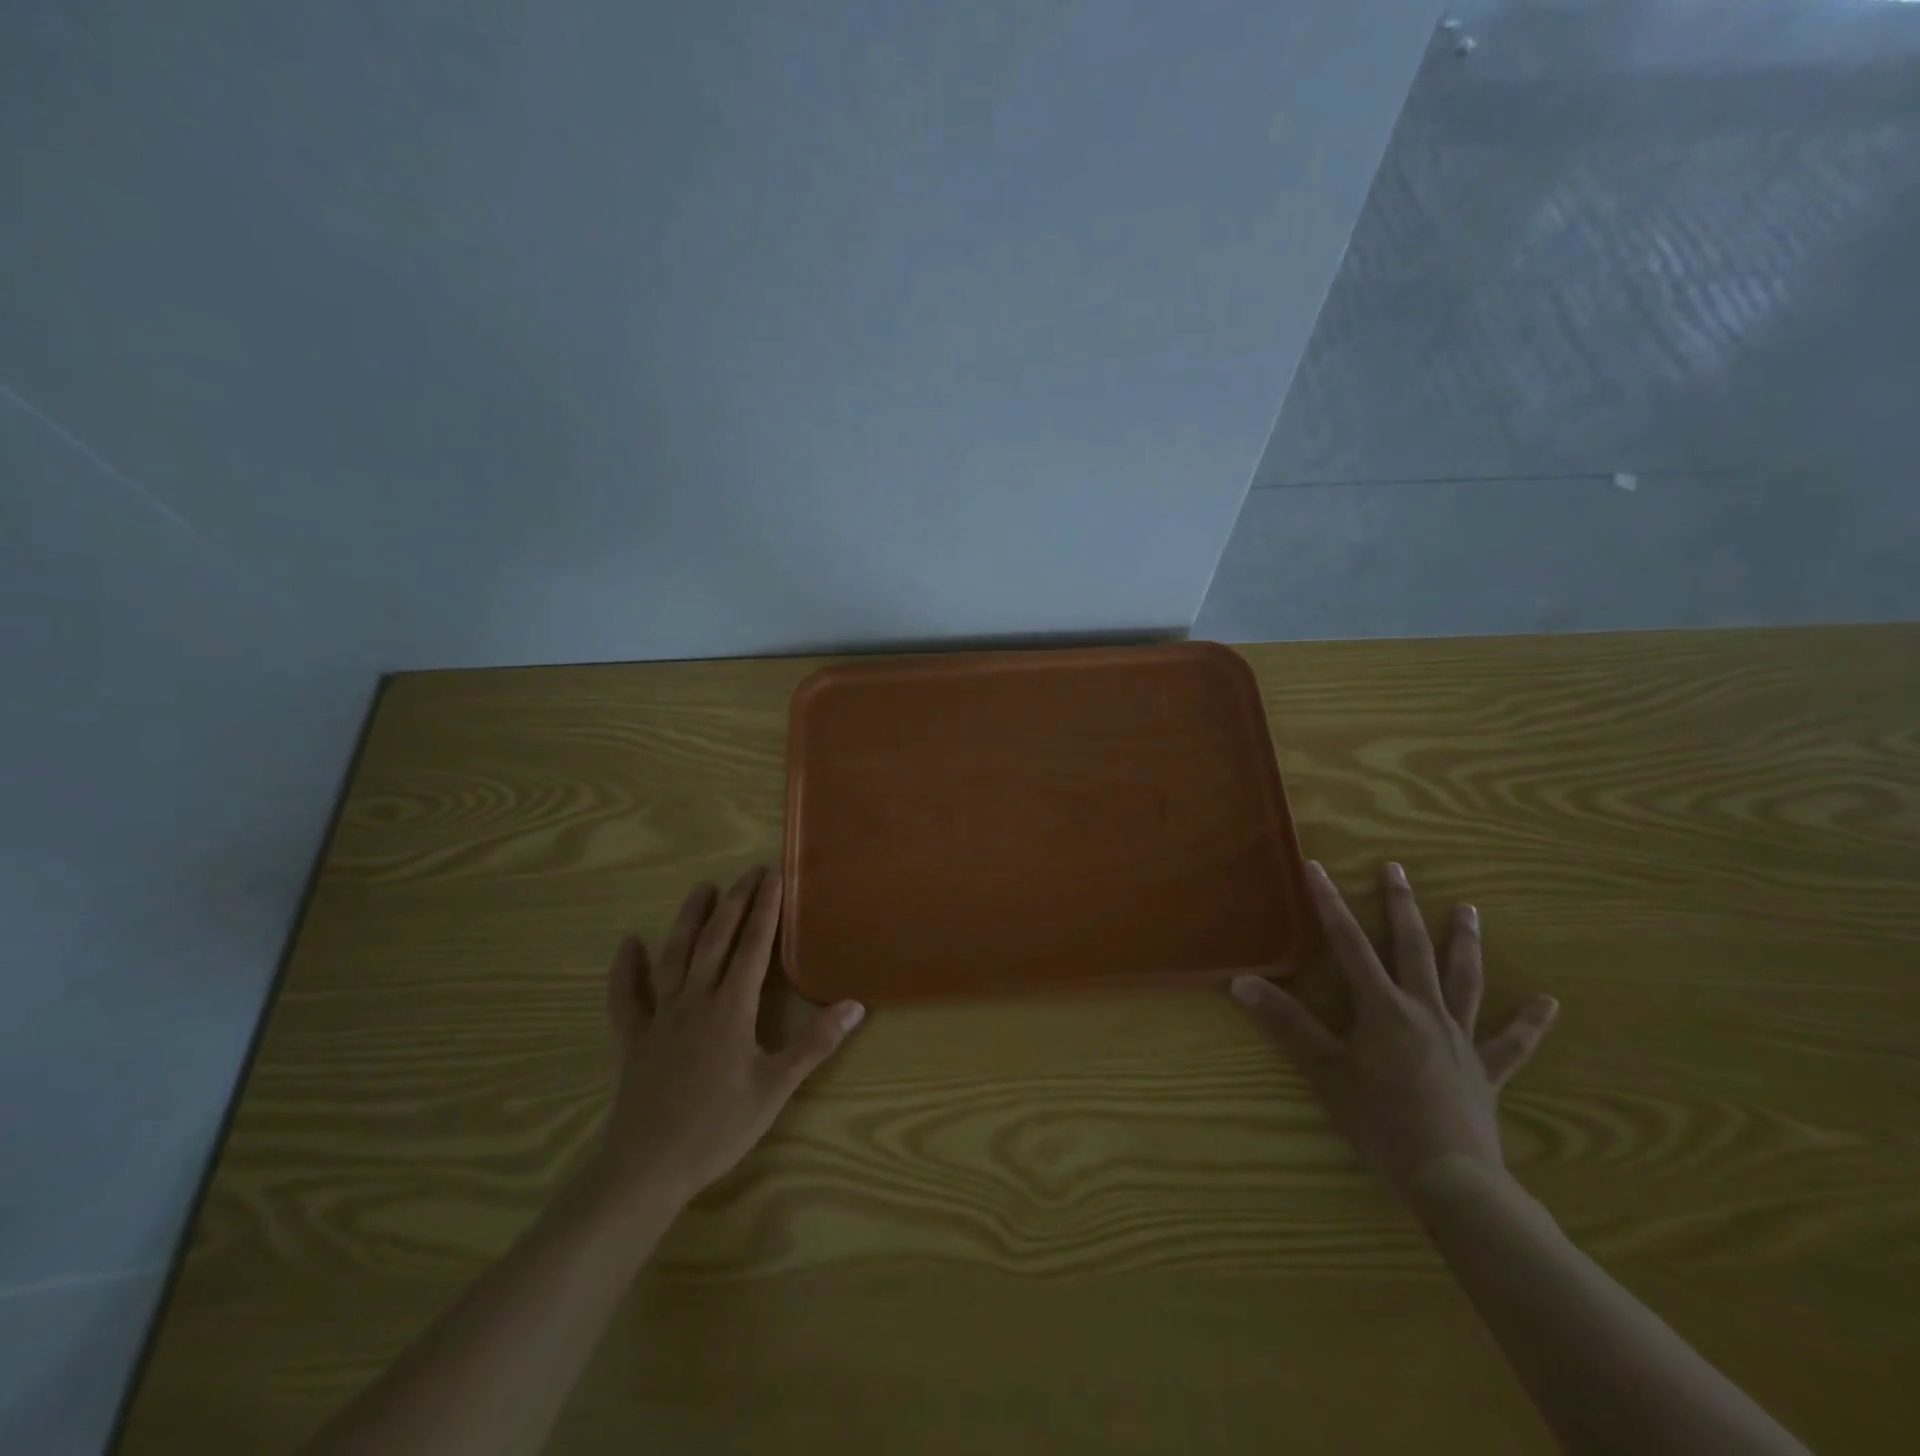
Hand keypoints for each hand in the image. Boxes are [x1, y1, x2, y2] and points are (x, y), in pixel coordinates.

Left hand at [589, 867, 864, 1209]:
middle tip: (749, 873)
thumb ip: (815, 1044)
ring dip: (689, 920)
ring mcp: (661, 1017)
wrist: (646, 1168)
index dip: (765, 910)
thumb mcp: (775, 1089)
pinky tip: (628, 945)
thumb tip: (855, 1005)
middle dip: (735, 903)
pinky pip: (627, 998)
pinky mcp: (634, 1039)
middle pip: (716, 941)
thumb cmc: (718, 1128)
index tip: (773, 877)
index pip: (753, 947)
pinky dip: (625, 970)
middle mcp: (696, 1001)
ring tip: (701, 889)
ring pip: (675, 956)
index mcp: (732, 1009)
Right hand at [1231, 860, 1556, 1206]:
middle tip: (1397, 869)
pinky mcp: (1486, 1071)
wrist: (1451, 1179)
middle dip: (1401, 906)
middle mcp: (1424, 1011)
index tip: (1318, 868)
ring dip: (1465, 943)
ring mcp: (1460, 1039)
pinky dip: (1529, 1022)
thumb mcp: (1325, 1070)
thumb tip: (1241, 982)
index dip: (1330, 904)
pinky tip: (1548, 1003)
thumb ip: (1287, 1023)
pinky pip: (1511, 1042)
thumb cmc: (1381, 1122)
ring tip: (1469, 910)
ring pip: (1464, 980)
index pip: (1349, 944)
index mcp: (1383, 1007)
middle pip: (1412, 948)